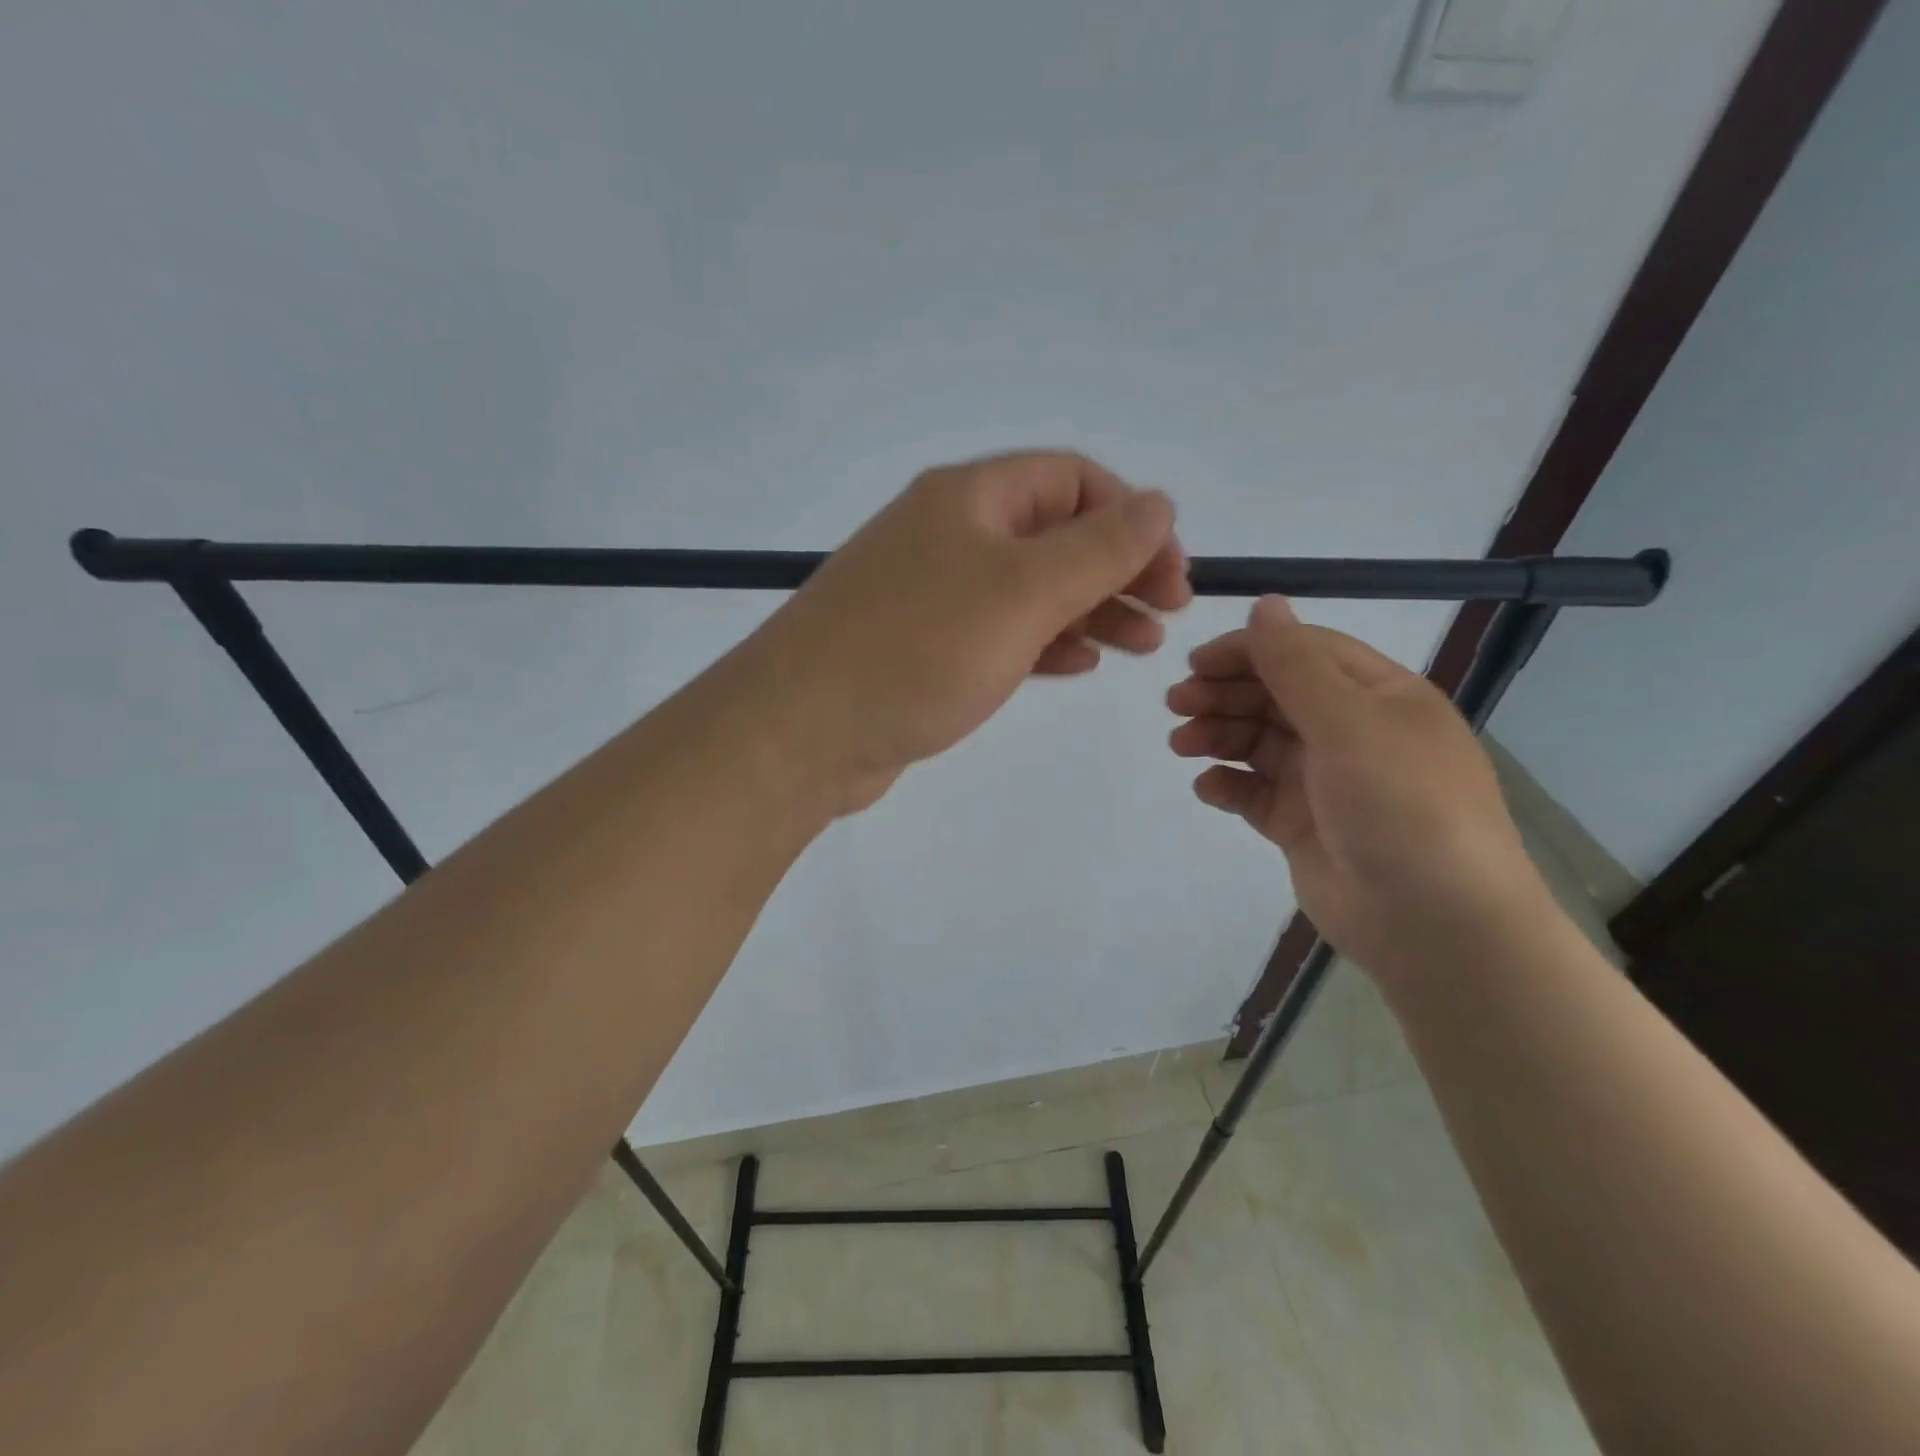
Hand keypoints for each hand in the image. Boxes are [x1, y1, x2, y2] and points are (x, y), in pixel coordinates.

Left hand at [748, 451, 1190, 816]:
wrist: (801, 731)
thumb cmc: (918, 650)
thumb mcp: (1023, 592)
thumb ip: (1098, 547)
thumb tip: (1160, 502)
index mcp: (970, 498)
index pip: (1072, 479)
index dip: (1131, 517)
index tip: (1173, 573)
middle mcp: (948, 534)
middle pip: (1054, 534)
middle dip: (1117, 570)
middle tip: (1167, 616)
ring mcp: (930, 592)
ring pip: (1028, 588)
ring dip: (1089, 610)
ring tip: (1139, 646)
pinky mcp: (920, 646)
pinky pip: (997, 631)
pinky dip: (1043, 642)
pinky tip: (1077, 664)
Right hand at [1167, 597, 1551, 976]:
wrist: (1434, 925)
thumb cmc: (1401, 808)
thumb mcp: (1350, 725)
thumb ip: (1297, 666)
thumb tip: (1264, 603)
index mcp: (1378, 696)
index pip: (1304, 652)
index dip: (1248, 651)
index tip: (1195, 663)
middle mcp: (1352, 731)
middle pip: (1274, 694)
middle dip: (1223, 694)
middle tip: (1176, 705)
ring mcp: (1324, 781)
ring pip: (1257, 741)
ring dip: (1217, 735)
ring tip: (1181, 745)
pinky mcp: (1301, 824)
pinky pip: (1254, 792)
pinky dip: (1228, 785)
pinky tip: (1208, 788)